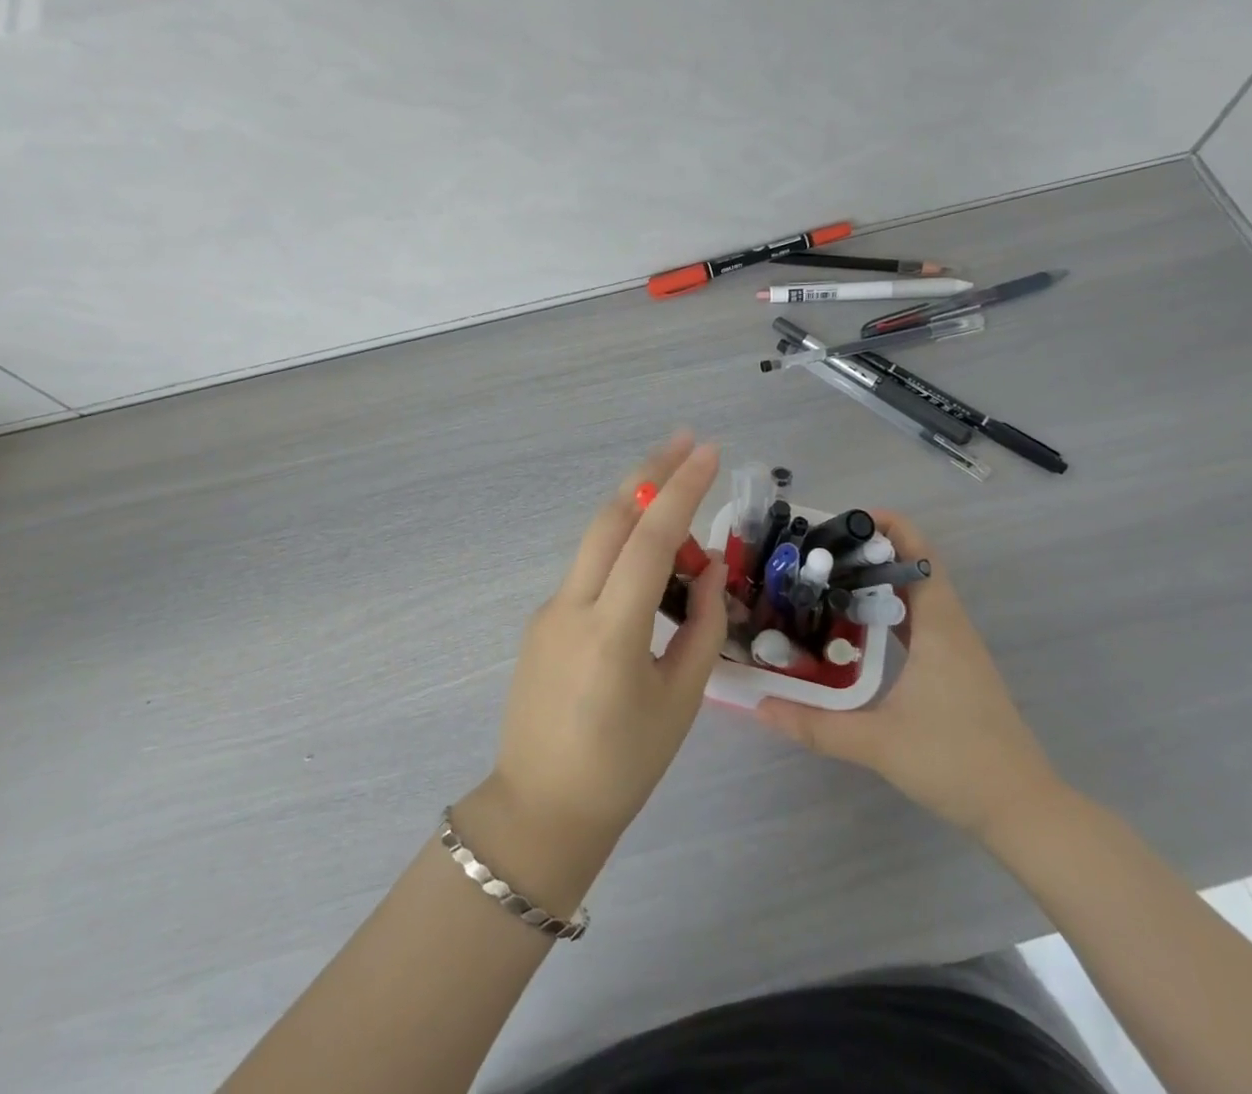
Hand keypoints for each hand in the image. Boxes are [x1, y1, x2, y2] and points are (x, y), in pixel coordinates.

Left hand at [475, 433, 727, 859]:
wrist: (541, 809)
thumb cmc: (624, 766)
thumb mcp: (681, 700)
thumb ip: (703, 627)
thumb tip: (710, 569)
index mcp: (612, 631)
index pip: (650, 540)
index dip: (681, 491)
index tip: (707, 452)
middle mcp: (572, 606)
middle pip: (611, 518)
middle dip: (649, 473)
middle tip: (685, 441)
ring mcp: (549, 609)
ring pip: (597, 539)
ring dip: (636, 508)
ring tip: (679, 499)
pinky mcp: (541, 620)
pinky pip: (589, 570)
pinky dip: (622, 550)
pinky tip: (649, 566)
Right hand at [757, 512, 1066, 842]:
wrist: (1023, 811)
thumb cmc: (956, 763)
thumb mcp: (878, 743)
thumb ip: (816, 725)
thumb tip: (759, 707)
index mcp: (939, 627)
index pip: (920, 554)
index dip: (888, 527)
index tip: (843, 522)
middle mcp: (951, 628)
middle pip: (915, 568)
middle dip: (870, 553)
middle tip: (819, 554)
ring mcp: (957, 650)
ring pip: (917, 597)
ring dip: (879, 583)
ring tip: (829, 583)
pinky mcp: (956, 671)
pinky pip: (921, 623)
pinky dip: (890, 613)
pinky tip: (857, 630)